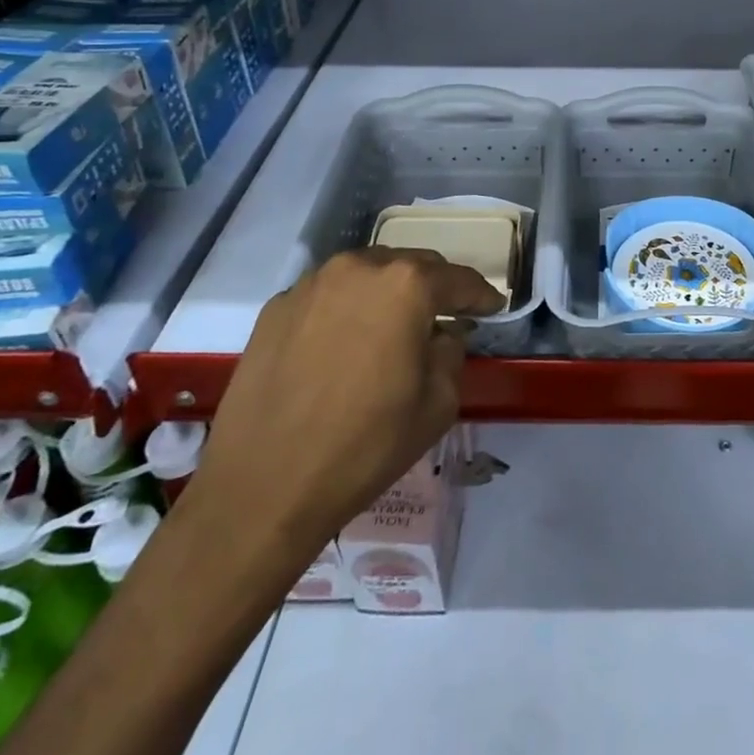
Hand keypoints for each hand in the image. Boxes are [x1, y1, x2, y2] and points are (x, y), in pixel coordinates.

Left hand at [191, 248, 502, 566]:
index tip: (492, 307)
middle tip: (444, 317)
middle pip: (412, 266)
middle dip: (433, 288)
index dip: (481, 295)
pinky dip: (346, 309)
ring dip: (387, 294)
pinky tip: (343, 345)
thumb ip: (452, 353)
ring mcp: (312, 284)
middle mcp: (360, 267)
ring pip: (367, 274)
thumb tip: (442, 334)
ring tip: (391, 328)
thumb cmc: (365, 446)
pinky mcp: (276, 307)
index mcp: (407, 285)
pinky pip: (328, 296)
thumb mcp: (438, 404)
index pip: (458, 279)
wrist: (261, 488)